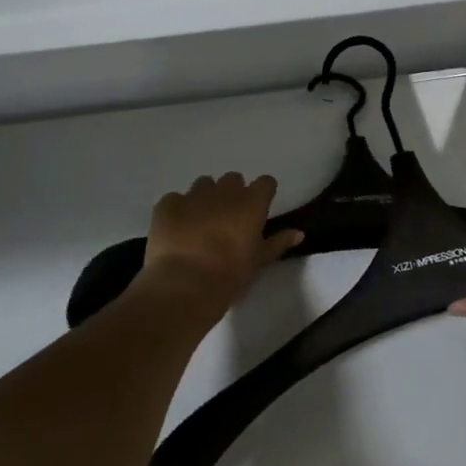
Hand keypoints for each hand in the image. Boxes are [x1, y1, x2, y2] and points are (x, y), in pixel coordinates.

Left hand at [134, 173, 301, 329]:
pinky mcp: (167, 204)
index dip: (262, 194)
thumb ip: (278, 243)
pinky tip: (176, 229)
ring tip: (200, 222)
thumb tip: (298, 233)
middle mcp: (224, 191)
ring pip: (203, 184)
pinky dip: (178, 209)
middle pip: (233, 179)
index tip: (259, 209)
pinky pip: (175, 199)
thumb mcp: (259, 262)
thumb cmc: (229, 276)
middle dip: (232, 193)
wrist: (184, 286)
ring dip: (205, 198)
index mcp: (251, 203)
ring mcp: (193, 195)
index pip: (265, 182)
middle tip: (228, 218)